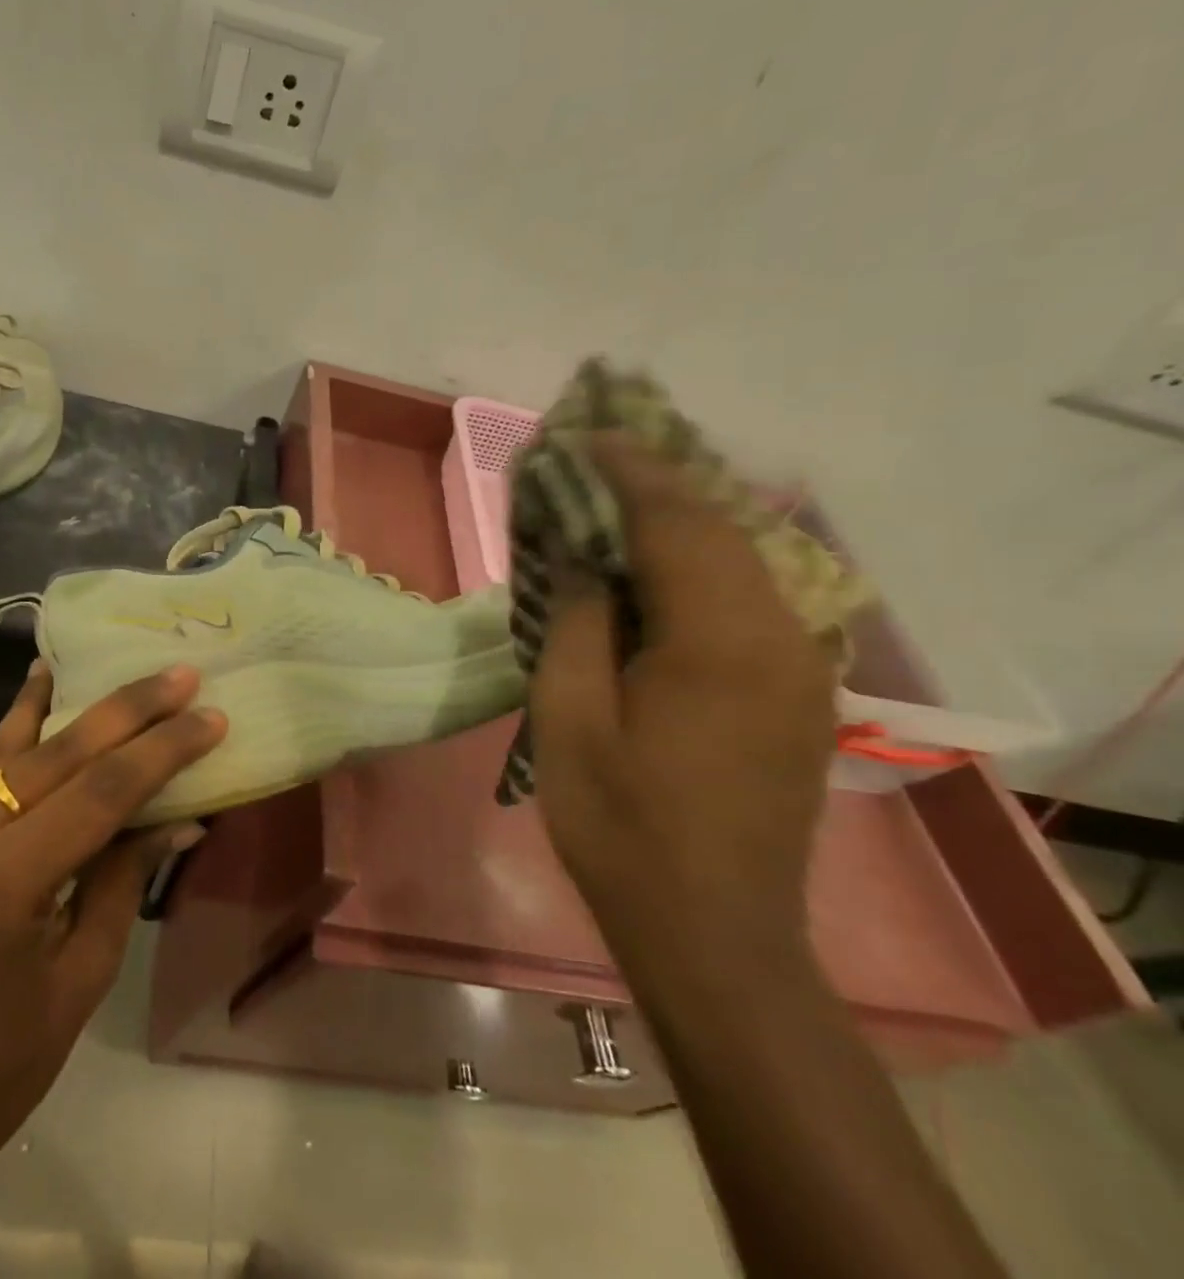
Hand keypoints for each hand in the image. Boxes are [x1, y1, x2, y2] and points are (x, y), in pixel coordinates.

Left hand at [0, 661, 221, 1172]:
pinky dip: (20, 730)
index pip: (97, 796)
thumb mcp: (81, 976)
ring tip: (119, 670)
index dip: (161, 752)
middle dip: (126, 710)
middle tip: (180, 674)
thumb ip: (123, 879)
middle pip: (55, 755)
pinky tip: (40, 686)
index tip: (211, 717)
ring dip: (73, 708)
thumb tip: (179, 814)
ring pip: (12, 751)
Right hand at [529, 437, 837, 968]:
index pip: (676, 522)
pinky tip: (652, 567)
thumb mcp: (569, 719)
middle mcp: (779, 637)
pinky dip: (695, 564)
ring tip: (612, 499)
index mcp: (719, 642)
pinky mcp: (795, 692)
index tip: (579, 436)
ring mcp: (799, 666)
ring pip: (738, 559)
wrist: (714, 933)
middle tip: (590, 458)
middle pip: (718, 528)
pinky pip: (745, 598)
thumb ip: (576, 622)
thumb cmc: (621, 826)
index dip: (625, 471)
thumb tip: (578, 554)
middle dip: (652, 483)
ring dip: (675, 520)